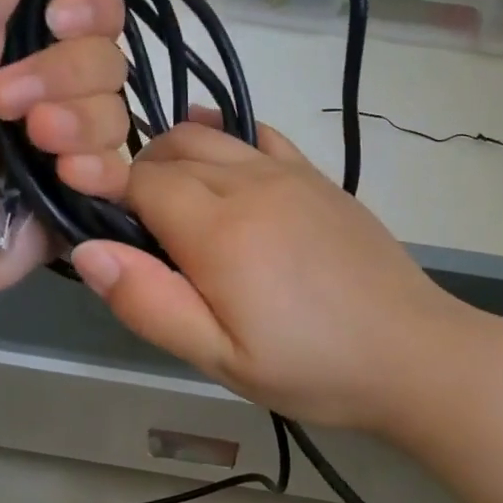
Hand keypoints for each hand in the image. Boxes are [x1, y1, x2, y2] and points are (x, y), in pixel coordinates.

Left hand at [0, 0, 130, 317]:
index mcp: (22, 39)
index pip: (96, 8)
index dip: (87, 14)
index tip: (49, 25)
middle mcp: (54, 87)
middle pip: (111, 62)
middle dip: (63, 80)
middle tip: (4, 107)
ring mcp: (70, 145)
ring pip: (119, 116)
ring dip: (75, 127)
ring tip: (29, 149)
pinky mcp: (82, 196)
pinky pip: (124, 172)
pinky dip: (100, 172)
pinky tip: (65, 181)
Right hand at [68, 118, 476, 431]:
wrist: (415, 354)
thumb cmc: (311, 367)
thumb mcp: (219, 358)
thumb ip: (149, 303)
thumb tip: (87, 249)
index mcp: (218, 229)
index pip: (139, 181)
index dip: (109, 195)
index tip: (105, 226)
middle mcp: (250, 183)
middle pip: (170, 151)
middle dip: (138, 178)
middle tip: (139, 231)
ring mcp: (289, 173)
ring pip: (209, 135)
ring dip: (175, 156)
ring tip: (172, 203)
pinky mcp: (317, 177)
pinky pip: (258, 135)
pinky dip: (224, 136)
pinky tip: (220, 161)